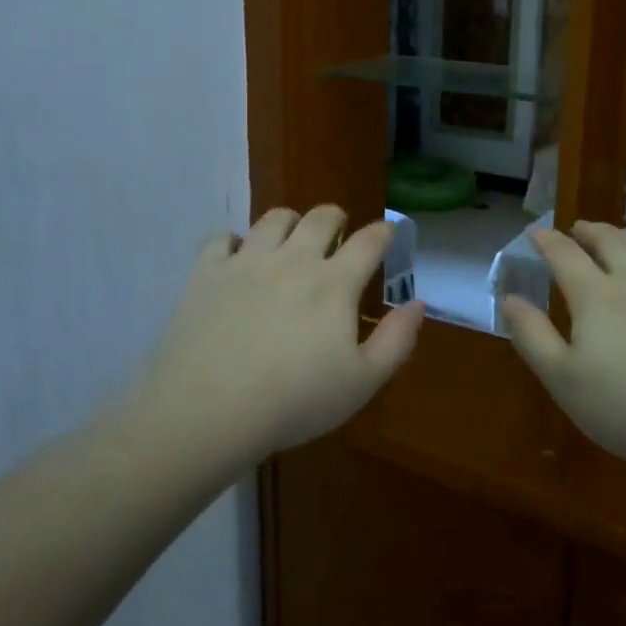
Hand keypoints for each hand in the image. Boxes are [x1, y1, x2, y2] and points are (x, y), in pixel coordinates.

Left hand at [140, 205, 425, 463]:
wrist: (209, 409)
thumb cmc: (294, 401)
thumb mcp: (361, 382)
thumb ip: (396, 340)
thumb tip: (417, 303)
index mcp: (334, 283)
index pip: (369, 241)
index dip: (383, 232)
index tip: (387, 233)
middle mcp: (293, 259)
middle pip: (321, 217)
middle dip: (335, 218)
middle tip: (337, 232)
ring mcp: (247, 261)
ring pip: (274, 219)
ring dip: (289, 222)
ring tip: (290, 237)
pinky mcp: (207, 272)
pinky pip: (222, 238)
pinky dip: (234, 242)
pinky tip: (236, 258)